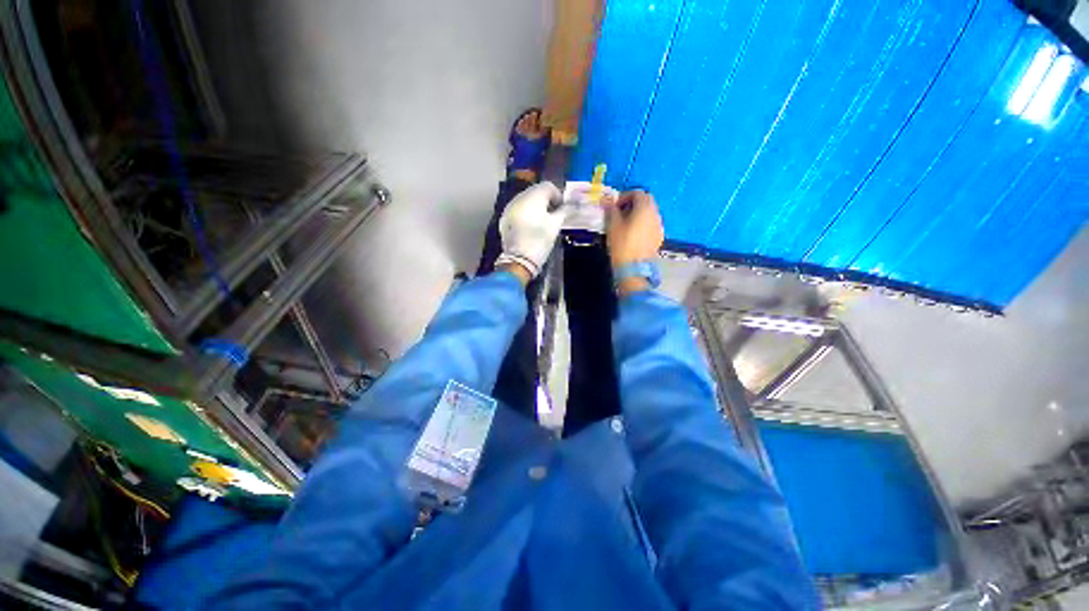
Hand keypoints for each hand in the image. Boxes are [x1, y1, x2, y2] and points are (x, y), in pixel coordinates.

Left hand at [497, 181, 565, 278]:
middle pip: (536, 192)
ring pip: (526, 200)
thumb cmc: (540, 240)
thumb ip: (565, 211)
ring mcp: (510, 208)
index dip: (558, 196)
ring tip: (543, 221)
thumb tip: (575, 204)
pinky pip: (518, 210)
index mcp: (533, 196)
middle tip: (555, 215)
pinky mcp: (504, 219)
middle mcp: (519, 198)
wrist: (519, 260)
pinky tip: (531, 226)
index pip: (548, 186)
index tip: (563, 209)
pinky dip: (526, 213)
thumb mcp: (555, 225)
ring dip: (536, 206)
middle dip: (547, 201)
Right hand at [604, 190, 663, 268]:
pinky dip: (643, 224)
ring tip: (625, 224)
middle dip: (632, 203)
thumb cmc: (622, 244)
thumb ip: (611, 209)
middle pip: (646, 201)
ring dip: (638, 213)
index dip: (624, 196)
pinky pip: (651, 224)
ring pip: (649, 213)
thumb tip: (606, 199)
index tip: (614, 205)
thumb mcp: (613, 225)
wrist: (634, 268)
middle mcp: (655, 214)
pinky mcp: (658, 237)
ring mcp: (659, 226)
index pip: (637, 193)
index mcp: (645, 208)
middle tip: (619, 212)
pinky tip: (633, 234)